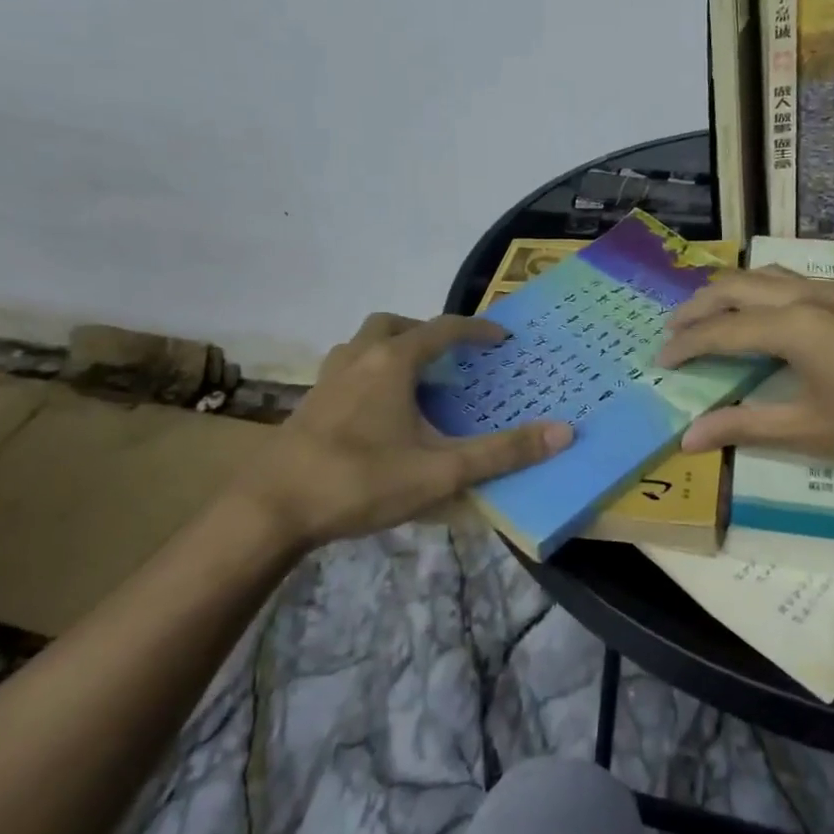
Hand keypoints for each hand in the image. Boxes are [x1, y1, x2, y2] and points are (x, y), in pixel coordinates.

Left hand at [226, 313, 571, 545]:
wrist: (270, 508)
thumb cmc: (360, 481)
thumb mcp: (440, 472)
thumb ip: (502, 453)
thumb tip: (563, 432)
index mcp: (392, 362)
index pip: (443, 329)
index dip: (476, 330)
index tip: (501, 339)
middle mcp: (359, 357)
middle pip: (395, 325)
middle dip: (427, 332)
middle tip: (450, 358)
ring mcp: (327, 378)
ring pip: (364, 343)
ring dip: (393, 348)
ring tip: (415, 380)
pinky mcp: (309, 402)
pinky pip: (346, 368)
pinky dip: (369, 372)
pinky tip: (376, 411)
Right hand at [656, 267, 833, 485]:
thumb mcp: (808, 430)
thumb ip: (744, 426)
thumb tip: (688, 438)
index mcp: (792, 325)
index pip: (720, 329)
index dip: (685, 345)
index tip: (659, 362)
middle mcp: (807, 296)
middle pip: (735, 287)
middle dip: (697, 308)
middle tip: (672, 334)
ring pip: (765, 275)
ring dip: (729, 293)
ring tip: (708, 318)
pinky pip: (792, 280)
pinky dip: (761, 290)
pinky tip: (764, 315)